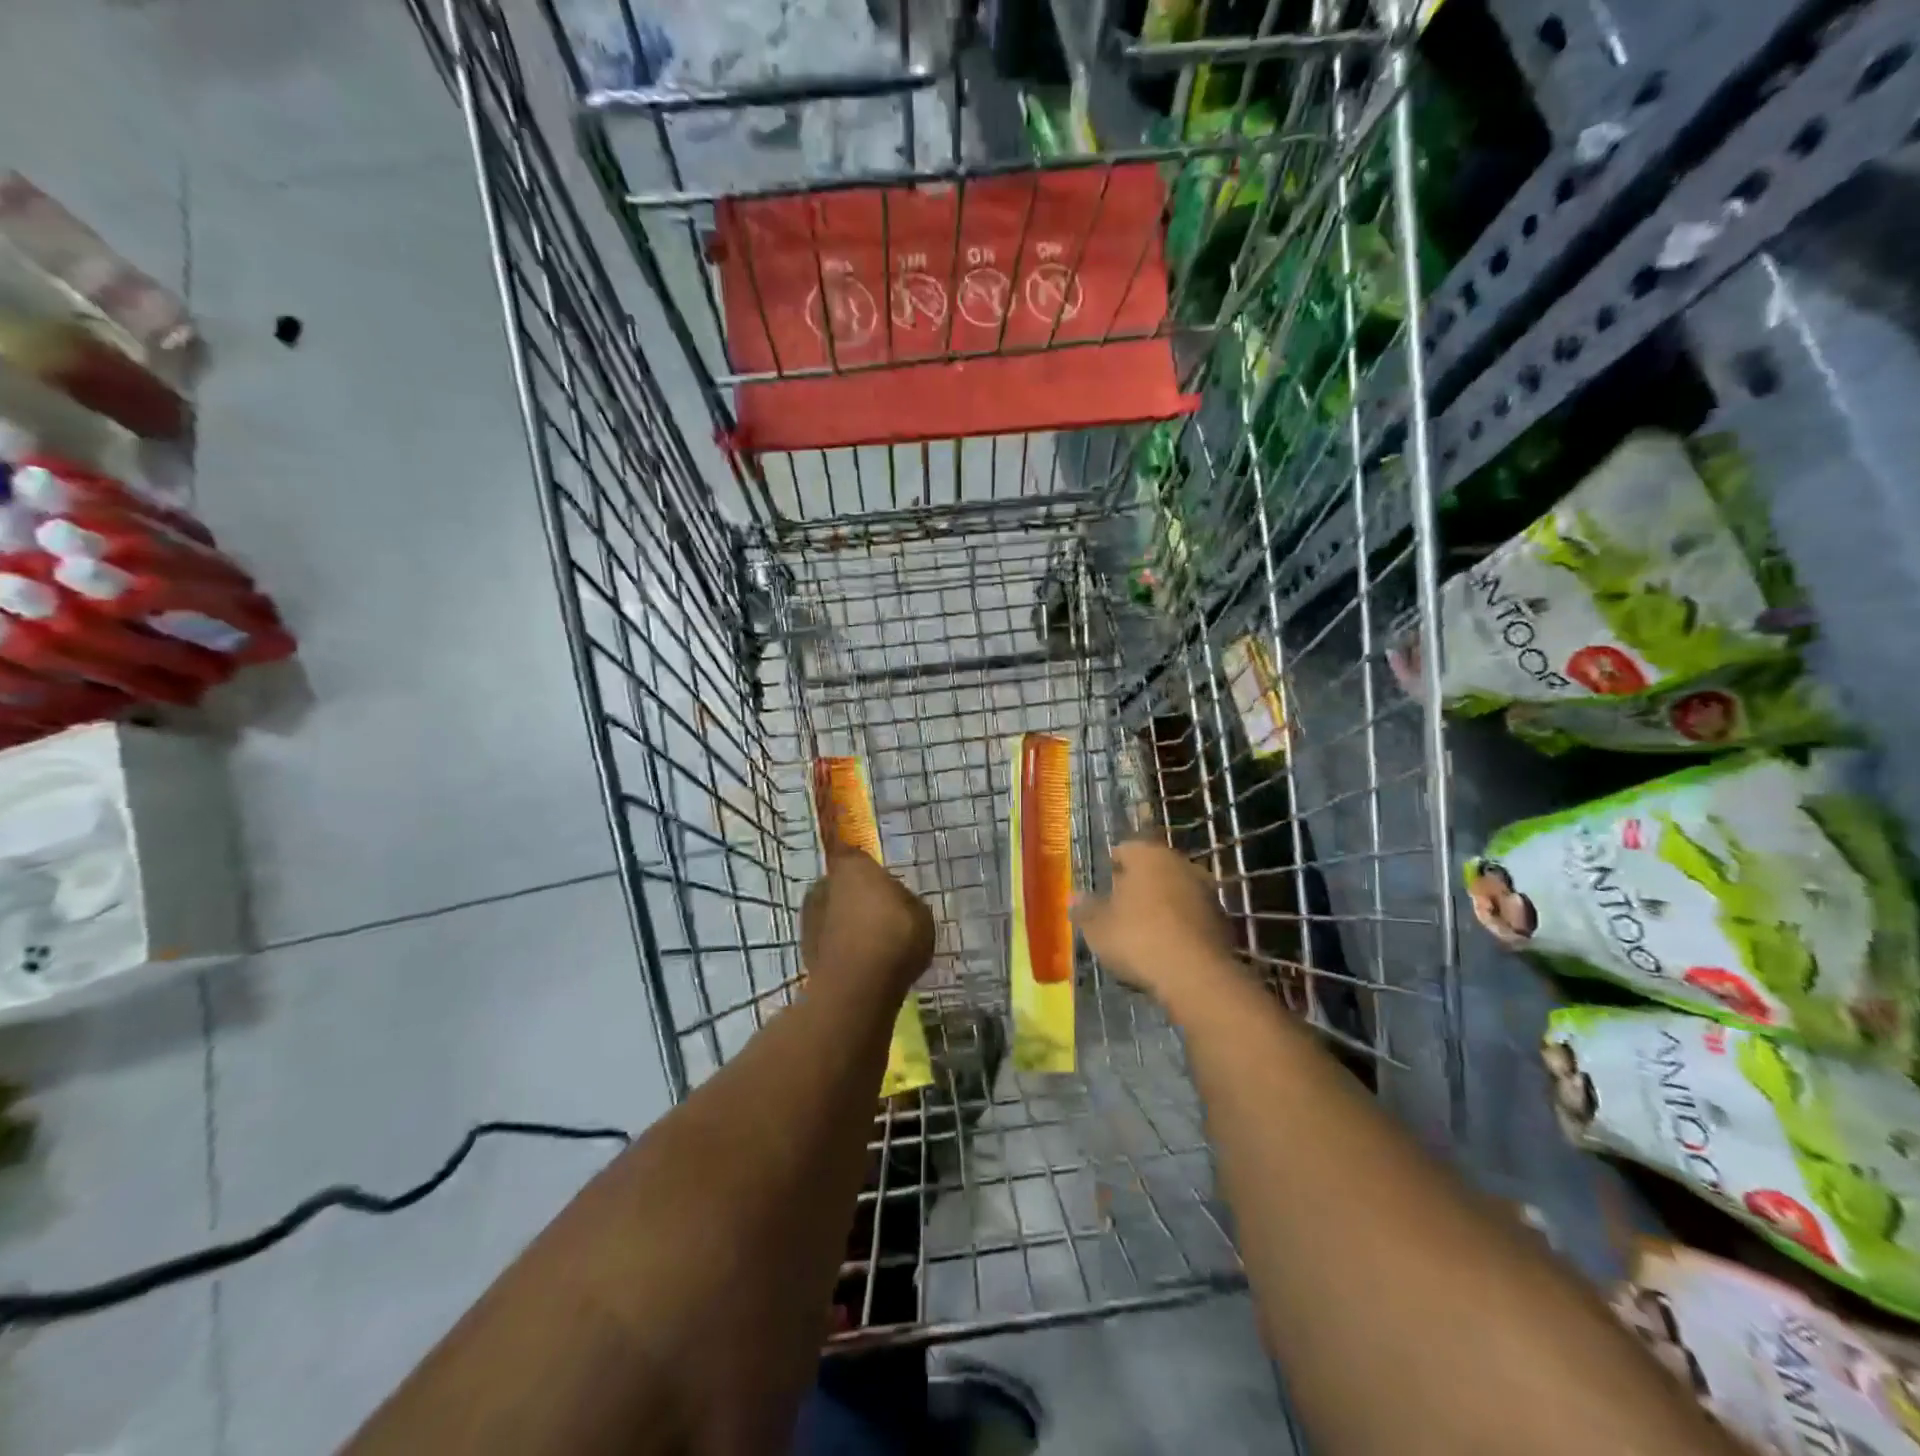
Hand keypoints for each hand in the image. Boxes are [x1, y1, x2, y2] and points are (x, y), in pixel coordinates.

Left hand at [800, 853, 934, 1004]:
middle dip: (856, 897)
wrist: (858, 986)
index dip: (867, 868)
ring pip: (832, 914)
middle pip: (842, 885)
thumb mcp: (920, 913)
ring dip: (846, 924)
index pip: (854, 854)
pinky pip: (830, 942)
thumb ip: (906, 901)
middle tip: (881, 916)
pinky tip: (862, 963)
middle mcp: (824, 885)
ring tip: (872, 944)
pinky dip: (841, 948)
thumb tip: (897, 902)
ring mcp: (810, 919)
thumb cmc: (895, 935)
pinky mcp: (805, 951)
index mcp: (853, 866)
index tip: (881, 882)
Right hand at [1073, 839, 1239, 1010]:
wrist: (1195, 976)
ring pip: (1176, 890)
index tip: (1103, 884)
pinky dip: (1181, 924)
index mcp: (1148, 856)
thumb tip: (1075, 897)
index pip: (1125, 849)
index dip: (1111, 866)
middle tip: (1120, 906)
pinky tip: (1168, 946)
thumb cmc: (1137, 939)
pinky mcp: (1222, 919)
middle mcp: (1180, 863)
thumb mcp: (1098, 927)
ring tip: (1144, 929)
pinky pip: (1192, 915)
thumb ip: (1085, 909)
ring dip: (1162, 903)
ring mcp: (1206, 890)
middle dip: (1138, 883)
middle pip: (1153, 868)